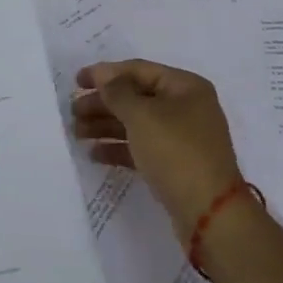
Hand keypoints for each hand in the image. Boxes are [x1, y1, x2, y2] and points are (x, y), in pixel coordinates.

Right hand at [72, 60, 245, 235]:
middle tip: (72, 111)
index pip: (139, 70)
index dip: (106, 73)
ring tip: (76, 132)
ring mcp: (182, 138)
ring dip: (106, 125)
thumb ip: (117, 92)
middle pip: (136, 97)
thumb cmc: (176, 152)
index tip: (76, 81)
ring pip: (137, 123)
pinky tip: (94, 154)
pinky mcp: (175, 165)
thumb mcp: (142, 116)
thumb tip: (104, 77)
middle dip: (103, 102)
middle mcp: (186, 107)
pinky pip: (141, 148)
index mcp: (185, 87)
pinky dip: (118, 148)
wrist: (209, 213)